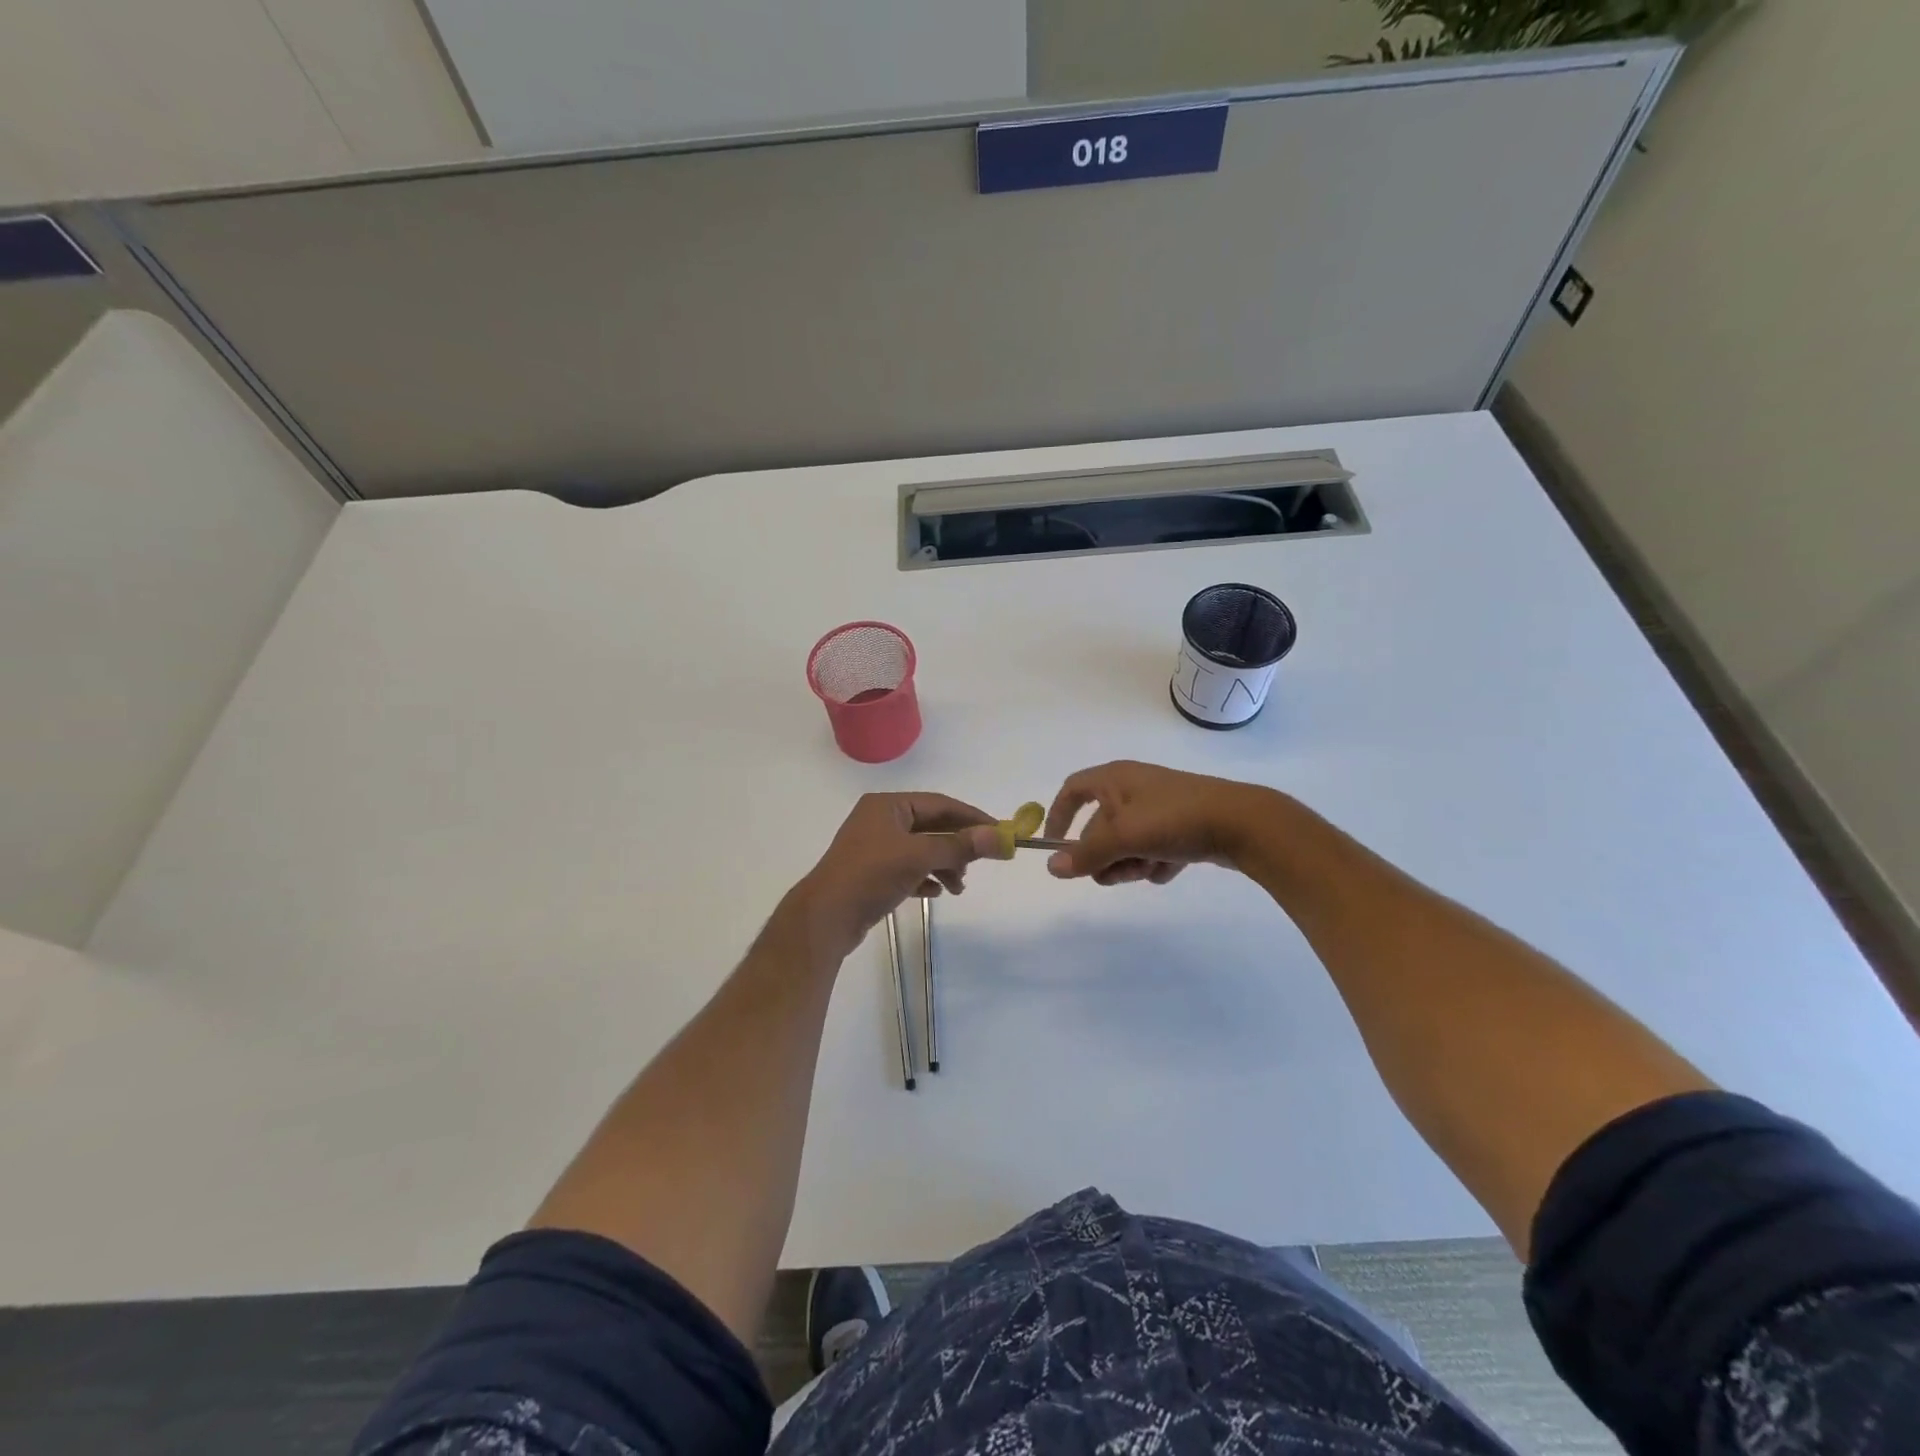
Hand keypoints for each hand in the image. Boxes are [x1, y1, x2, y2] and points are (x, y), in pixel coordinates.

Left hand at [795, 794, 999, 958]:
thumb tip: (1000, 837)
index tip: (1000, 832)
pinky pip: (908, 869)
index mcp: (888, 805)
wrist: (826, 917)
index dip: (972, 818)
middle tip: (980, 864)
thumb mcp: (919, 856)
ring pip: (921, 850)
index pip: (940, 804)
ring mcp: (875, 847)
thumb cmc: (871, 875)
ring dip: (944, 865)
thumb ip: (960, 846)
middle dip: (957, 846)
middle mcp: (880, 820)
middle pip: (932, 827)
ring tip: (958, 887)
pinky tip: (936, 893)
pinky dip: (925, 878)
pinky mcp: (872, 873)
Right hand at [1043, 761, 1272, 885]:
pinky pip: (1154, 848)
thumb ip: (1085, 854)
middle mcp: (1134, 789)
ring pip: (1127, 842)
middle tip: (1113, 875)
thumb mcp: (1123, 837)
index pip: (1072, 790)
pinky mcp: (1182, 826)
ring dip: (1129, 863)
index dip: (1058, 816)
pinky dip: (1156, 862)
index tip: (1054, 847)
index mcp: (1115, 779)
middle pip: (1100, 826)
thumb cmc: (1174, 819)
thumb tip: (1050, 867)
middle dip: (1103, 855)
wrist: (1242, 824)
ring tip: (1147, 870)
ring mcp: (1160, 807)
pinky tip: (1170, 868)